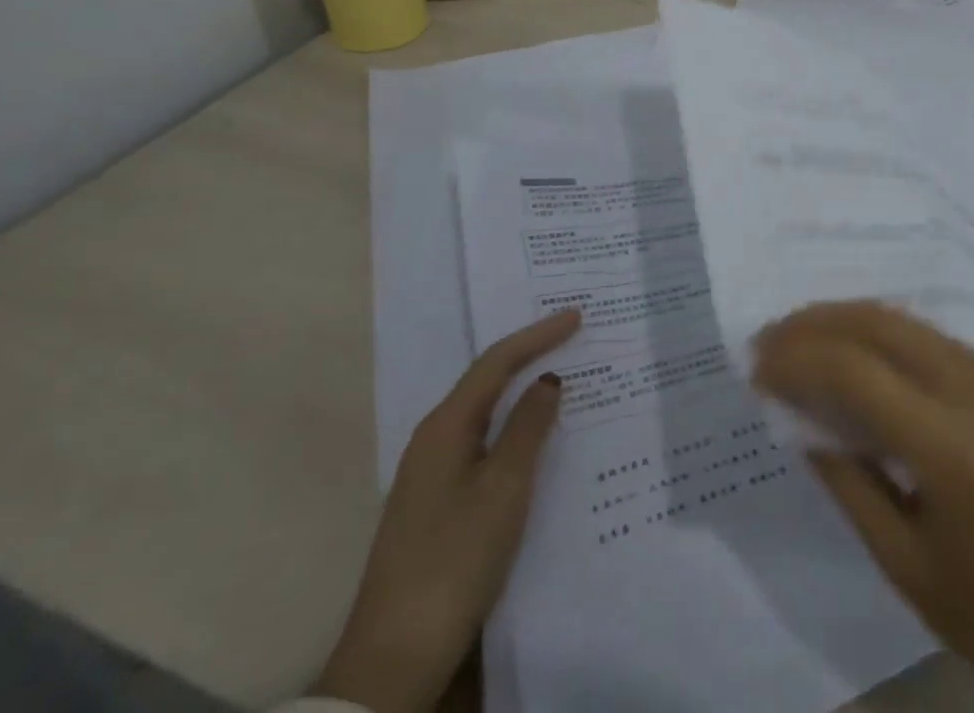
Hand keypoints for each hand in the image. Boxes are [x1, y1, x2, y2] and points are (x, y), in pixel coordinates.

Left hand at [312, 309, 580, 712]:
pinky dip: (515, 430)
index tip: (577, 316)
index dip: (538, 335)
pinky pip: (485, 445)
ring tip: (563, 379)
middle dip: (529, 355)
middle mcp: (434, 441)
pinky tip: (537, 441)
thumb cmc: (455, 557)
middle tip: (571, 336)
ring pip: (487, 415)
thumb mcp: (504, 487)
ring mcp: (433, 475)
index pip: (496, 362)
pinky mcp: (439, 505)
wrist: (396, 657)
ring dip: (523, 394)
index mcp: (445, 426)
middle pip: (487, 382)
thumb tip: (547, 380)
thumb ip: (528, 427)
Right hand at [754, 301, 973, 712]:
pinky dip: (889, 339)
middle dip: (819, 322)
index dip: (799, 360)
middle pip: (885, 325)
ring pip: (911, 323)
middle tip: (772, 336)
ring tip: (804, 337)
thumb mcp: (901, 560)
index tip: (757, 364)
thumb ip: (846, 475)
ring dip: (851, 321)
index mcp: (957, 452)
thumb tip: (798, 413)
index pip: (859, 375)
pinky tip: (862, 355)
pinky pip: (938, 342)